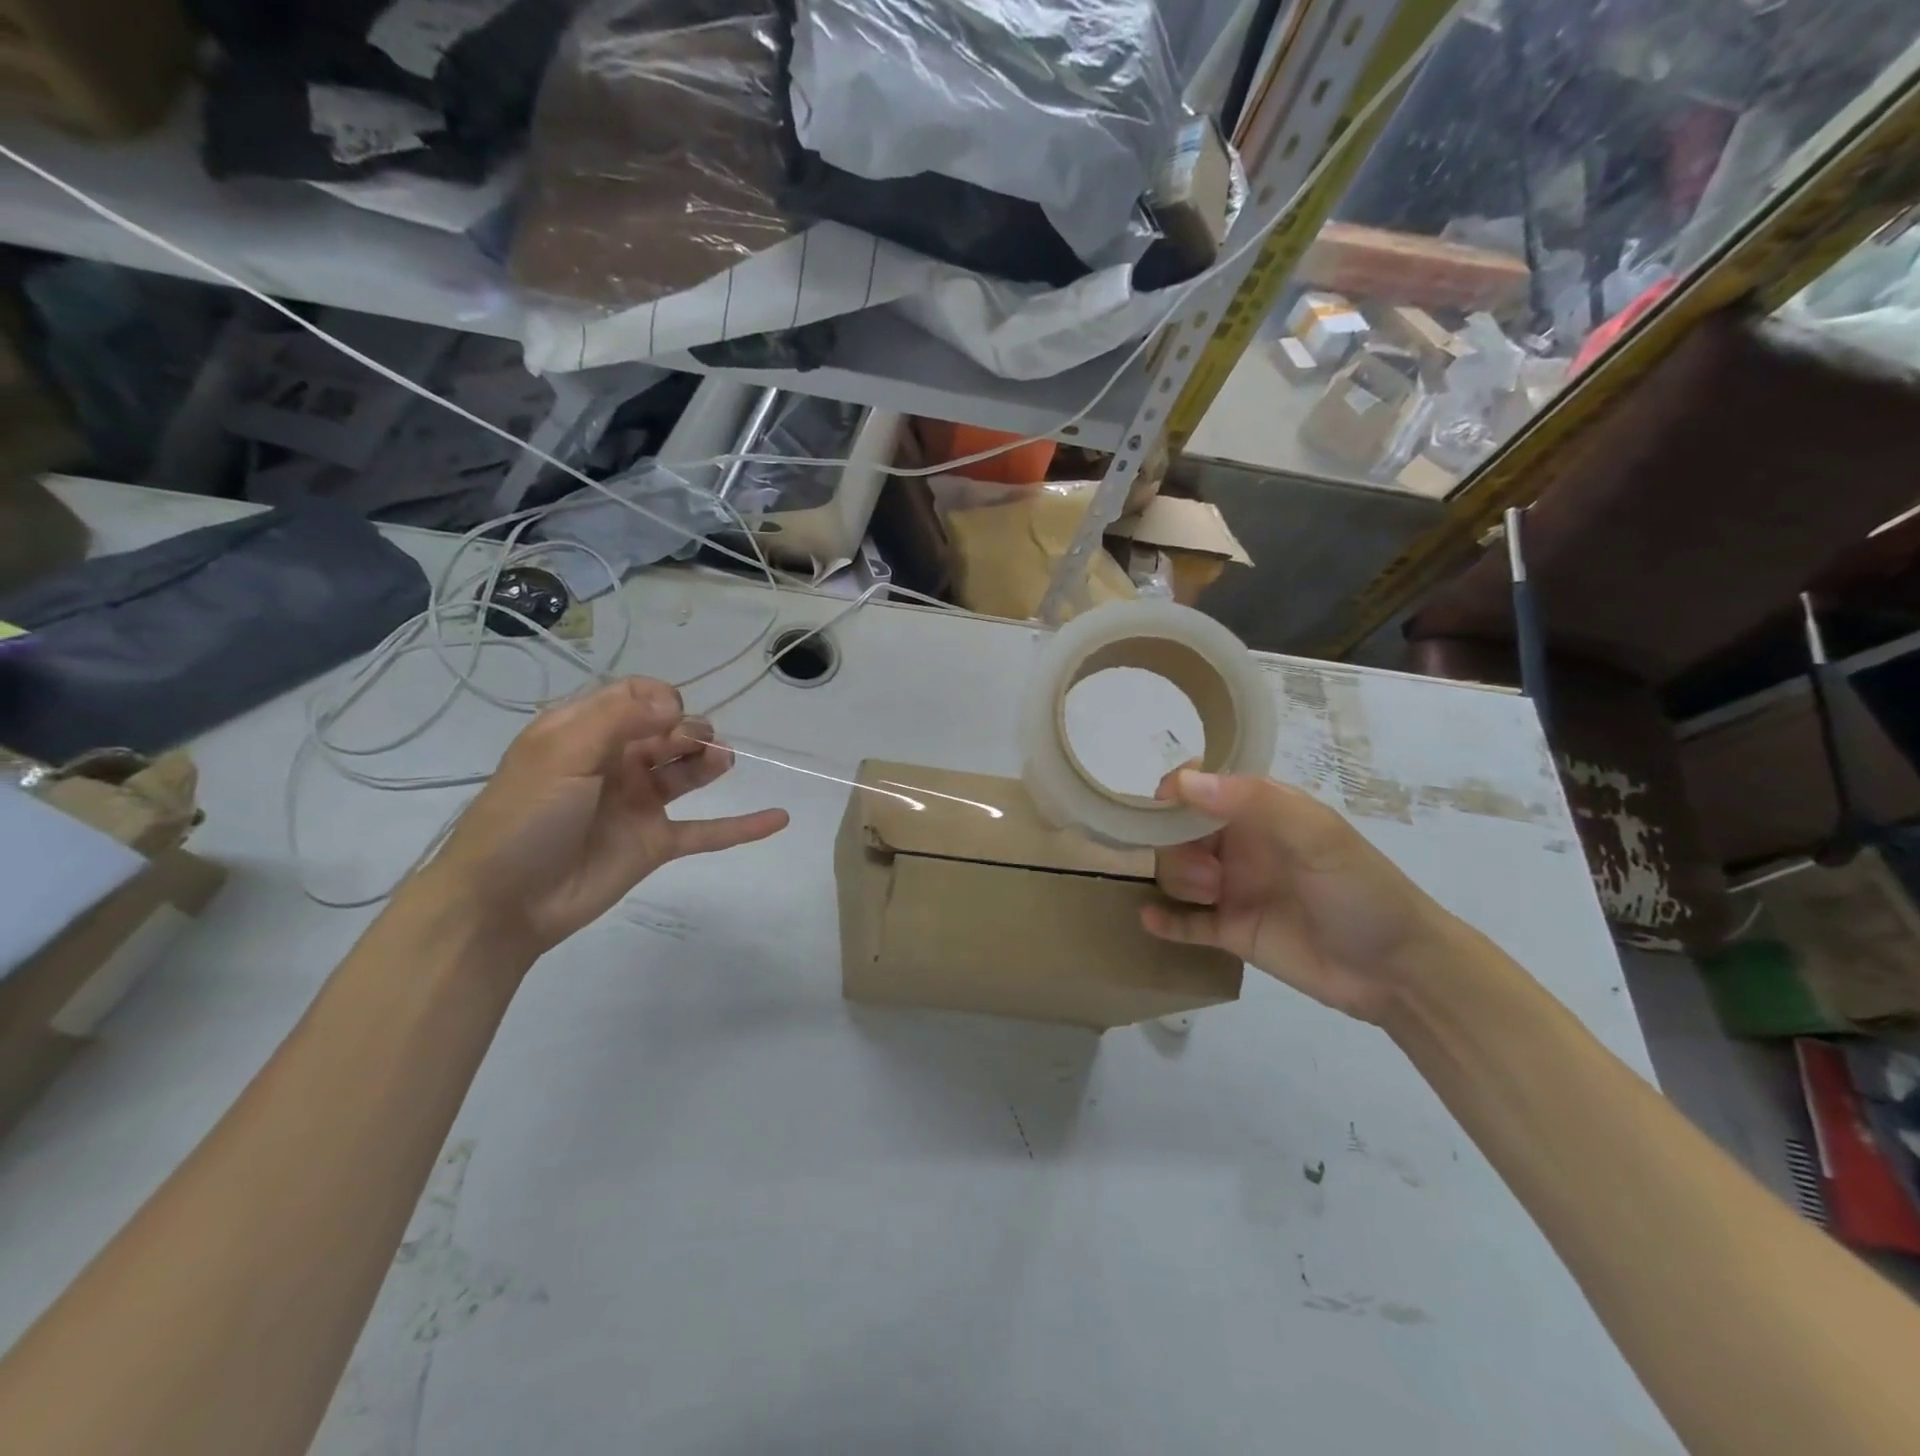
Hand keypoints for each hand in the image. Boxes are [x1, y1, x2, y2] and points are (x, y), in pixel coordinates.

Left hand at [419, 678, 787, 959]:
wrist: (502, 903)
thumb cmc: (525, 818)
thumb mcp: (561, 754)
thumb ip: (620, 719)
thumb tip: (677, 703)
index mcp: (583, 733)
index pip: (633, 697)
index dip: (659, 699)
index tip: (670, 715)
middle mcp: (614, 762)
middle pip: (667, 731)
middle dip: (689, 729)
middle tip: (696, 744)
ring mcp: (637, 804)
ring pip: (687, 772)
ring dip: (710, 761)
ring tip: (722, 762)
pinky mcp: (655, 844)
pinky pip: (706, 831)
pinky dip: (742, 826)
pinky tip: (778, 818)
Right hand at [1143, 770, 1455, 1023]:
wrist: (1399, 971)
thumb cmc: (1361, 890)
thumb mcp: (1317, 836)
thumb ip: (1253, 802)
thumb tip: (1184, 781)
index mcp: (1261, 812)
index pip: (1202, 786)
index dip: (1177, 791)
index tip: (1163, 808)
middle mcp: (1240, 845)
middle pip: (1179, 831)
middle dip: (1176, 844)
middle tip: (1207, 871)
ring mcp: (1234, 889)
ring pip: (1177, 873)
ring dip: (1178, 879)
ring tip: (1210, 897)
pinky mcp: (1231, 932)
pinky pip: (1185, 922)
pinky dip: (1164, 918)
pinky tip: (1150, 919)